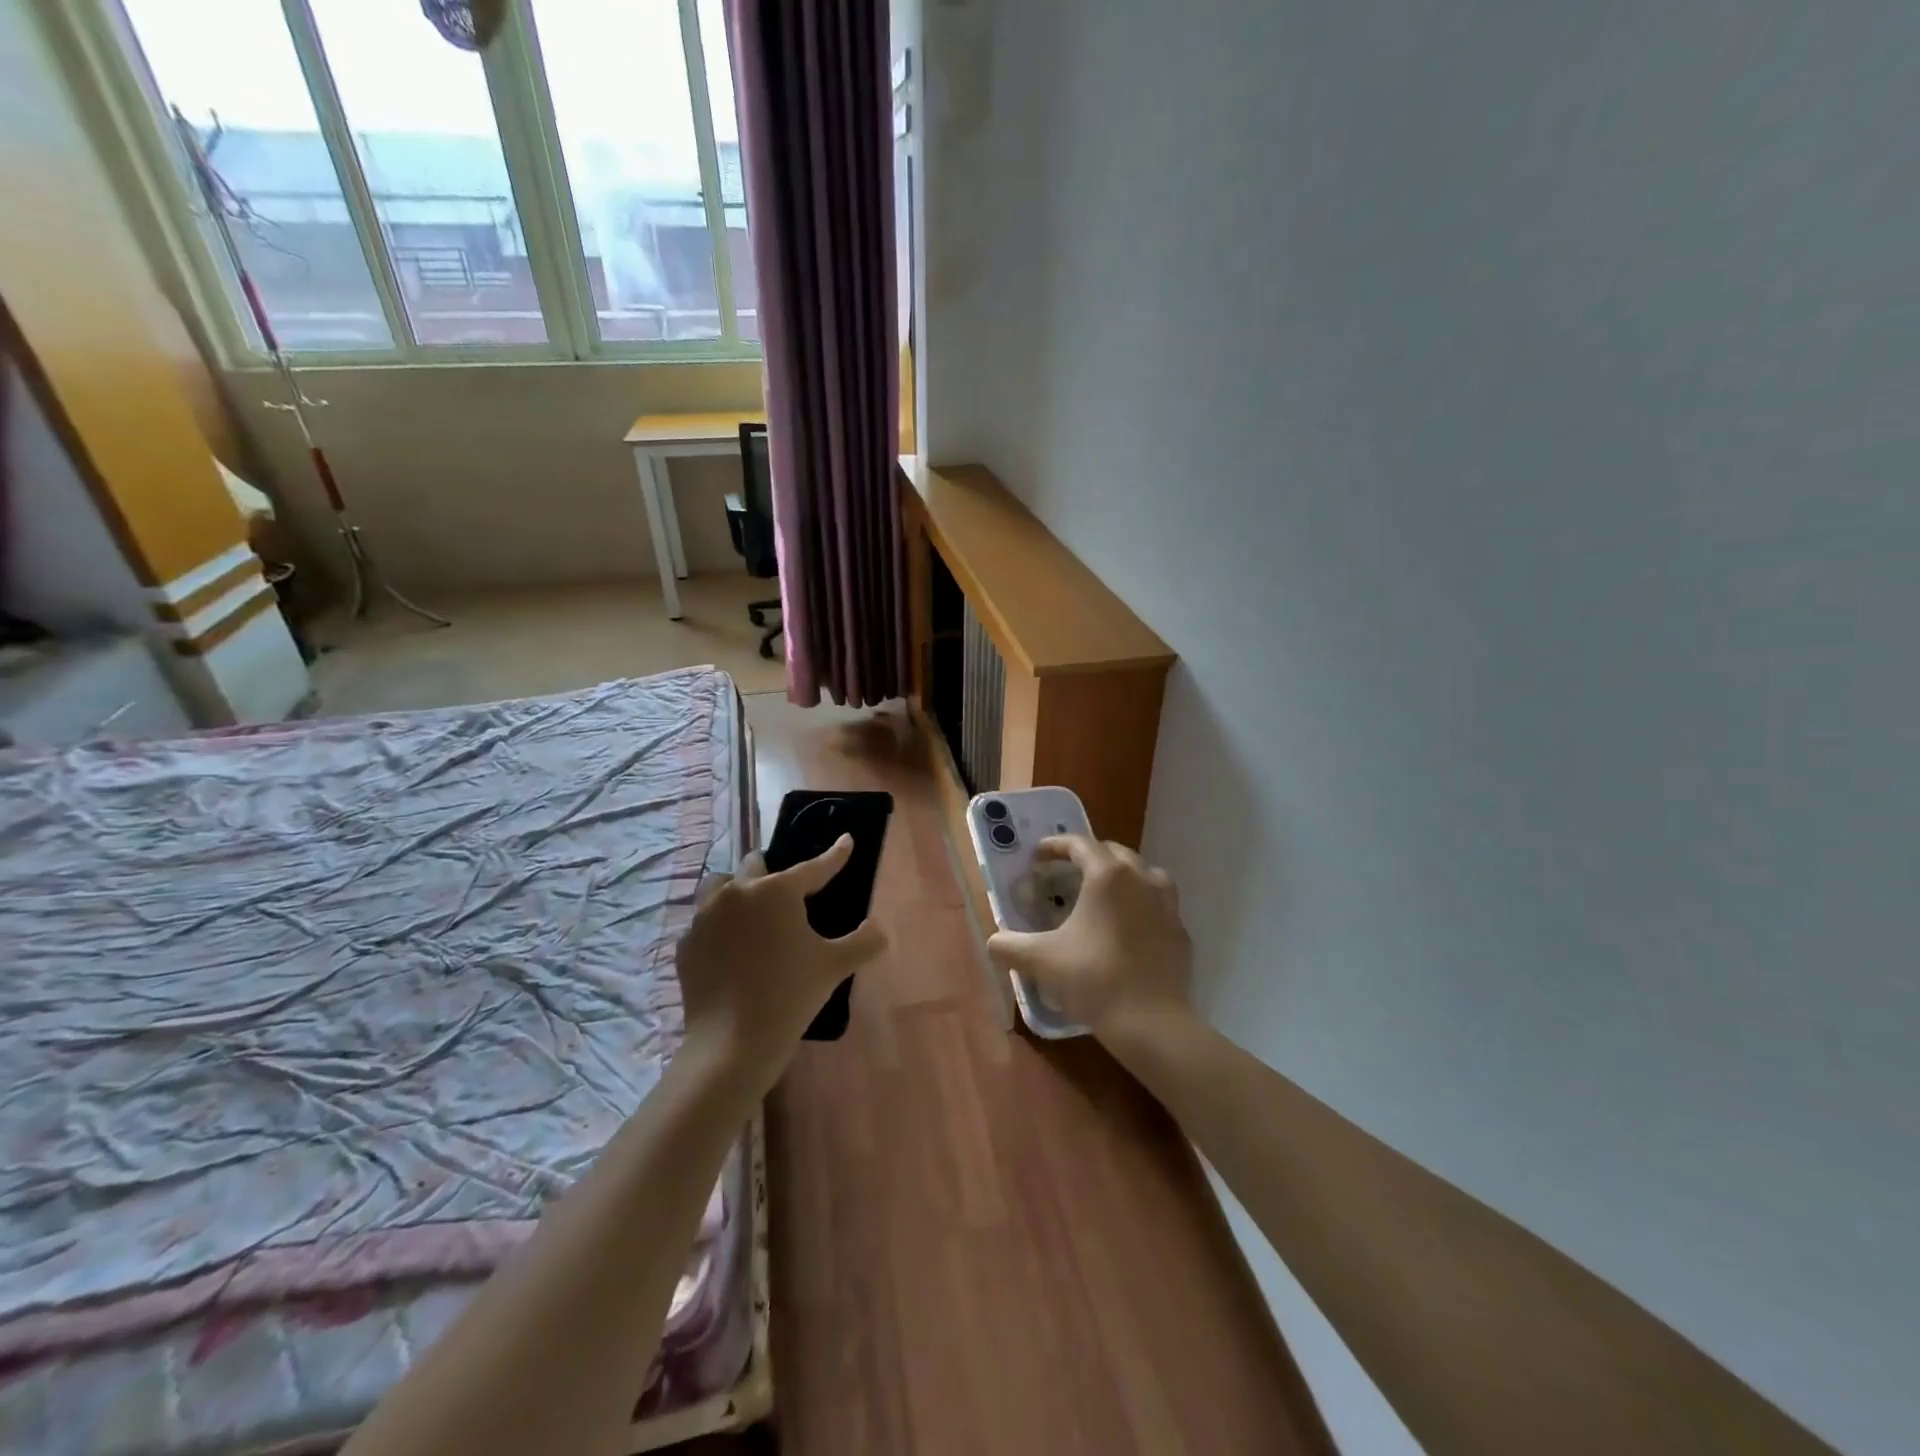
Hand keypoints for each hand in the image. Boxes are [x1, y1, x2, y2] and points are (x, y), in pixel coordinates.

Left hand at [675, 835, 886, 1088]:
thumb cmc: (790, 995)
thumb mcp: (835, 966)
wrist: (732, 1043)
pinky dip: (718, 925)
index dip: (835, 855)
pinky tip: (730, 947)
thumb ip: (864, 941)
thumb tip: (880, 929)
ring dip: (736, 890)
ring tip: (750, 910)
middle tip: (786, 889)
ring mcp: (704, 917)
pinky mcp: (686, 944)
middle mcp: (737, 893)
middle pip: (754, 865)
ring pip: (720, 886)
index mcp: (776, 891)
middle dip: (772, 870)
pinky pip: (703, 921)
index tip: (846, 840)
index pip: (814, 867)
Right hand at [986, 835, 1193, 1043]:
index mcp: (1107, 876)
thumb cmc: (1094, 979)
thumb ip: (1009, 946)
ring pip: (1143, 874)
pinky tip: (1127, 927)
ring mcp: (1167, 905)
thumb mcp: (1041, 960)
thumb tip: (993, 943)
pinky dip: (1141, 904)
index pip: (1080, 844)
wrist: (1152, 1023)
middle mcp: (1141, 879)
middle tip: (1066, 872)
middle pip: (1114, 852)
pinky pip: (1158, 904)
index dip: (1056, 846)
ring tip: (1102, 893)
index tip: (1038, 856)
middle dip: (1088, 856)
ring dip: (1121, 875)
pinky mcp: (1180, 931)